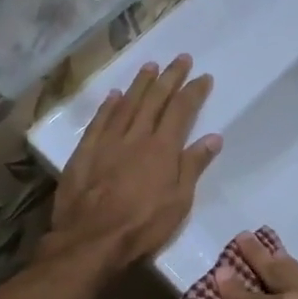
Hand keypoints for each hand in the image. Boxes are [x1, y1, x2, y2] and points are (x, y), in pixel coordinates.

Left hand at [45, 55, 220, 276]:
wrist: (91, 240)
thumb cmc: (142, 226)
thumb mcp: (179, 202)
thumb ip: (193, 166)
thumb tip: (213, 137)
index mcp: (163, 148)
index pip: (181, 111)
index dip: (193, 92)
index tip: (203, 77)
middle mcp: (136, 136)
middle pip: (155, 100)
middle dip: (170, 77)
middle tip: (181, 58)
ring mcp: (108, 142)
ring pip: (127, 104)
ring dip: (140, 84)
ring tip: (150, 66)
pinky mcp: (85, 152)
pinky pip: (99, 121)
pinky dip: (108, 106)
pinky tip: (114, 95)